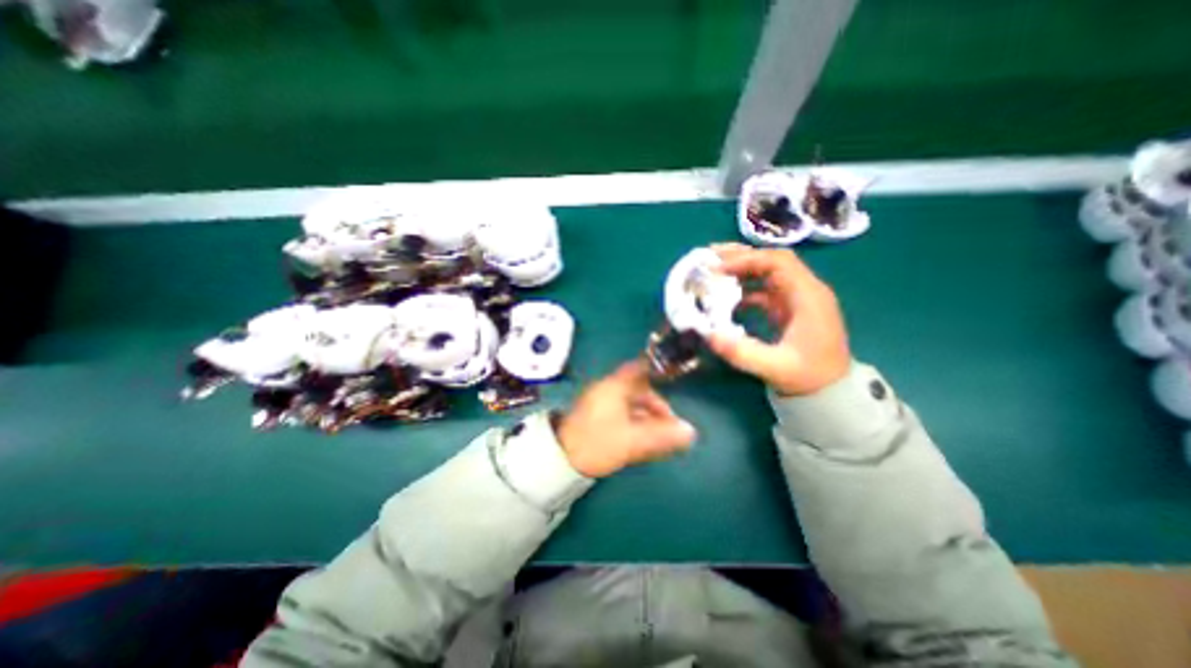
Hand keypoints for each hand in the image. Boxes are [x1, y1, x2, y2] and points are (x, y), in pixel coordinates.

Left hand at [556, 362, 699, 476]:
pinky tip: (641, 438)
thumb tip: (690, 432)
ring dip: (646, 416)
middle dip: (655, 405)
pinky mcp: (594, 417)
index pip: (639, 369)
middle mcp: (606, 390)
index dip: (657, 373)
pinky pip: (620, 413)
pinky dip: (633, 422)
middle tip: (668, 424)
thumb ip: (662, 436)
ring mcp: (599, 403)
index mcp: (614, 387)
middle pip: (637, 389)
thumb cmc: (598, 443)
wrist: (560, 458)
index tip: (672, 383)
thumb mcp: (633, 440)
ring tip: (658, 435)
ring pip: (629, 403)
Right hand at [701, 243, 851, 393]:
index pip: (778, 262)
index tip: (719, 268)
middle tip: (710, 255)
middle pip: (773, 260)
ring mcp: (797, 298)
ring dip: (742, 268)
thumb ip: (742, 352)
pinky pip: (765, 288)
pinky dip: (745, 287)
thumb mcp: (775, 367)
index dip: (747, 260)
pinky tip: (727, 296)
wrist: (830, 391)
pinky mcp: (789, 308)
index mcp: (808, 297)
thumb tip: (709, 335)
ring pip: (768, 271)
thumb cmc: (808, 377)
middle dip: (741, 255)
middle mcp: (805, 290)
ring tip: (714, 269)